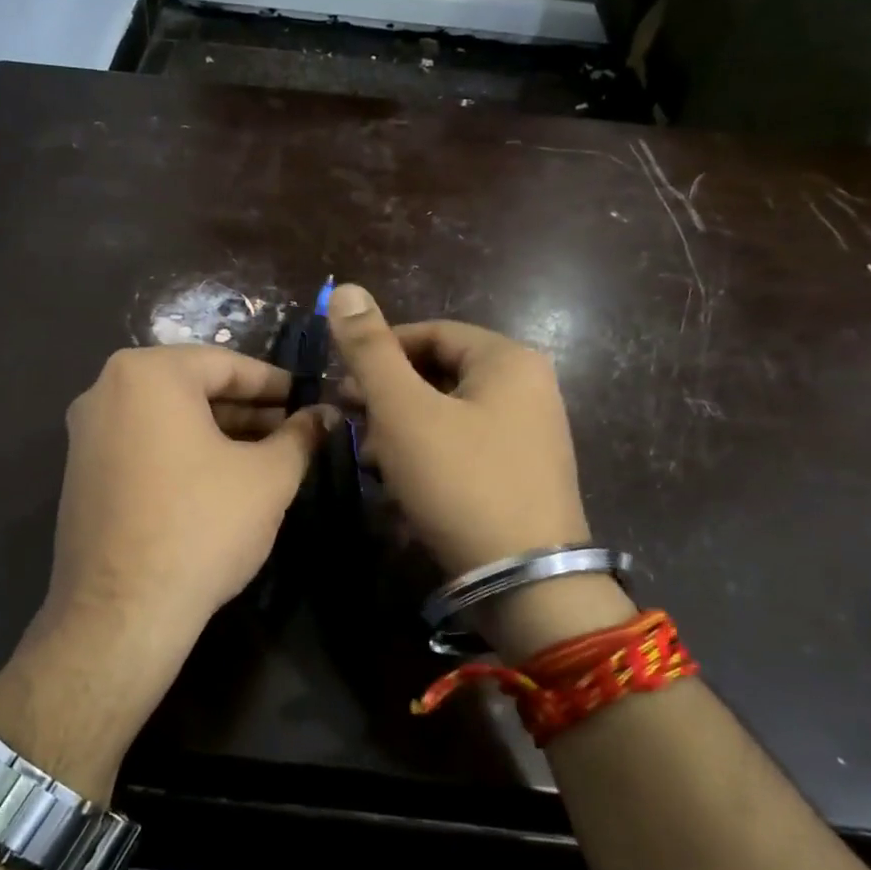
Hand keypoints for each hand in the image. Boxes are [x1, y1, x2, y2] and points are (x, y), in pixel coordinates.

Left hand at [35, 344, 329, 688]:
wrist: (122, 611)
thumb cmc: (202, 526)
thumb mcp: (268, 477)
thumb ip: (301, 436)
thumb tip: (327, 415)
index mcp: (148, 374)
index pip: (225, 364)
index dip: (275, 383)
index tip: (308, 398)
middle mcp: (106, 391)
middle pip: (192, 389)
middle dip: (247, 410)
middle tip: (292, 431)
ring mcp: (86, 435)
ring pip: (167, 419)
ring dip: (217, 433)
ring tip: (264, 457)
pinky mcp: (81, 475)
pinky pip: (143, 446)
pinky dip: (183, 453)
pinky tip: (219, 481)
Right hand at [327, 284, 632, 655]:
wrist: (524, 580)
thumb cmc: (460, 480)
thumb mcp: (403, 410)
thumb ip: (370, 350)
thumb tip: (343, 289)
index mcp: (508, 359)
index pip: (431, 333)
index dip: (379, 352)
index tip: (340, 382)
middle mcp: (528, 388)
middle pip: (439, 374)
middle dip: (388, 397)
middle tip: (348, 421)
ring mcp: (530, 435)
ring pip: (448, 415)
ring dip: (402, 430)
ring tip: (368, 458)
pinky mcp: (522, 475)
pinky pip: (464, 448)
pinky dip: (428, 457)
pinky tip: (399, 484)